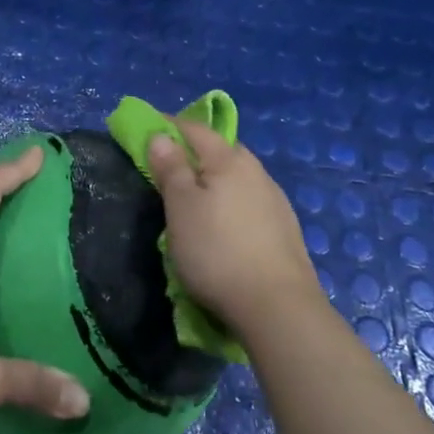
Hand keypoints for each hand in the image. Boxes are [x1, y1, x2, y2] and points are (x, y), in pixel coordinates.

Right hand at [145, 121, 324, 342]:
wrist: (278, 307)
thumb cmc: (217, 251)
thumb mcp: (180, 208)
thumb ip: (171, 168)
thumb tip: (161, 135)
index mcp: (229, 160)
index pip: (196, 129)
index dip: (169, 125)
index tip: (148, 130)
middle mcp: (256, 172)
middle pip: (221, 151)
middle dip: (195, 152)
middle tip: (170, 168)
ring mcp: (275, 201)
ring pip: (238, 177)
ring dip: (216, 180)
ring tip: (196, 200)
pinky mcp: (285, 229)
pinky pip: (250, 202)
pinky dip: (232, 203)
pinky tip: (226, 225)